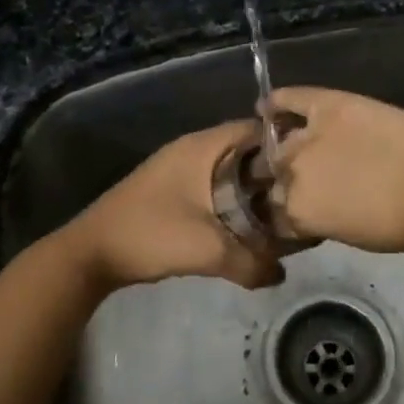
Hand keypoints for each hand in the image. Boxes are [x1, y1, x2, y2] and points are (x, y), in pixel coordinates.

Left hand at [66, 120, 285, 291]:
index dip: (286, 145)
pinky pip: (213, 185)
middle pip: (245, 151)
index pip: (256, 129)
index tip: (312, 168)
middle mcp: (193, 149)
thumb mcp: (207, 251)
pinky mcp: (171, 189)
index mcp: (203, 146)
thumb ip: (251, 262)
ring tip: (282, 212)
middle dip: (272, 172)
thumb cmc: (151, 235)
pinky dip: (232, 199)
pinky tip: (247, 224)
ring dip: (252, 188)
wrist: (91, 252)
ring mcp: (179, 168)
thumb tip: (281, 274)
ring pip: (229, 170)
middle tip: (303, 195)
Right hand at [266, 88, 403, 252]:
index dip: (288, 212)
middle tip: (308, 178)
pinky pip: (291, 99)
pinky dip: (277, 101)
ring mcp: (307, 136)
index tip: (300, 210)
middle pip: (275, 175)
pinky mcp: (328, 105)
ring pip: (278, 142)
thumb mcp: (356, 236)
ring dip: (281, 146)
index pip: (276, 214)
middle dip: (285, 179)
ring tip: (289, 145)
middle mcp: (292, 174)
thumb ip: (323, 220)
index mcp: (299, 214)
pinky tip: (267, 104)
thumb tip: (317, 209)